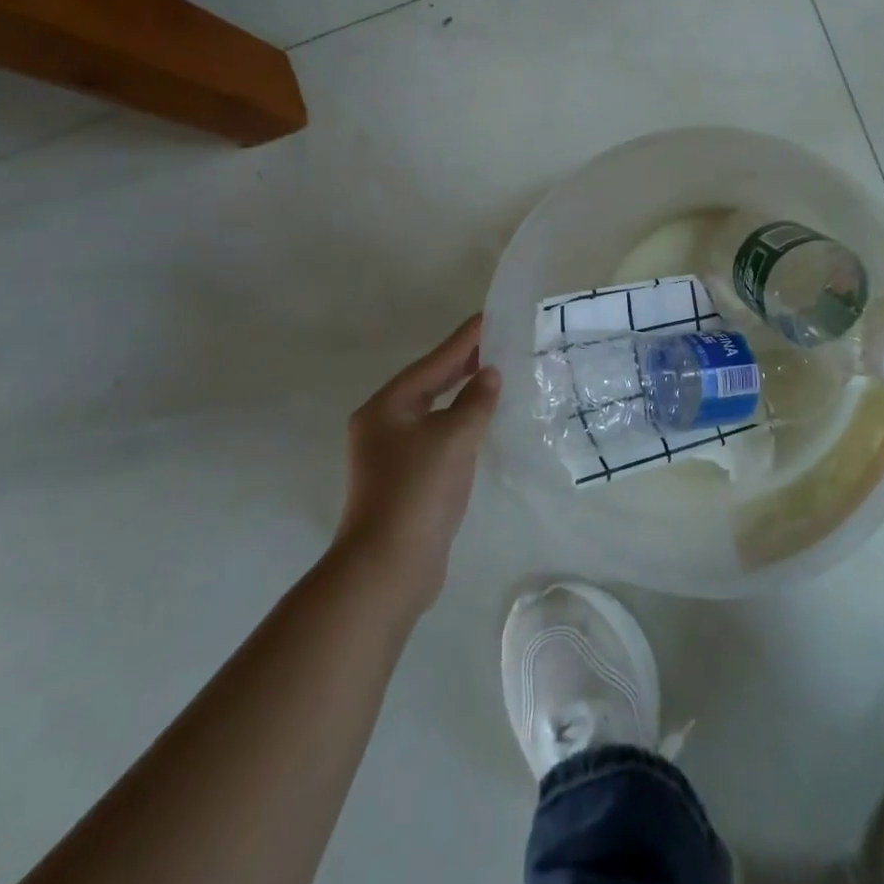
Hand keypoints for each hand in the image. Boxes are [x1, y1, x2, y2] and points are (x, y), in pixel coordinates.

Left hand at [339, 314, 500, 609]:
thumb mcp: (453, 438)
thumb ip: (476, 401)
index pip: (434, 362)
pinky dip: (460, 421)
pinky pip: (437, 434)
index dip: (464, 339)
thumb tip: (490, 375)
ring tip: (495, 374)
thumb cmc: (418, 491)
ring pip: (434, 409)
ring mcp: (391, 453)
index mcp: (388, 406)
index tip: (489, 316)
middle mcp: (384, 424)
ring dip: (463, 392)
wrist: (388, 567)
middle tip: (498, 340)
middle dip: (463, 363)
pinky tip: (482, 421)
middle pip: (430, 382)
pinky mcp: (405, 478)